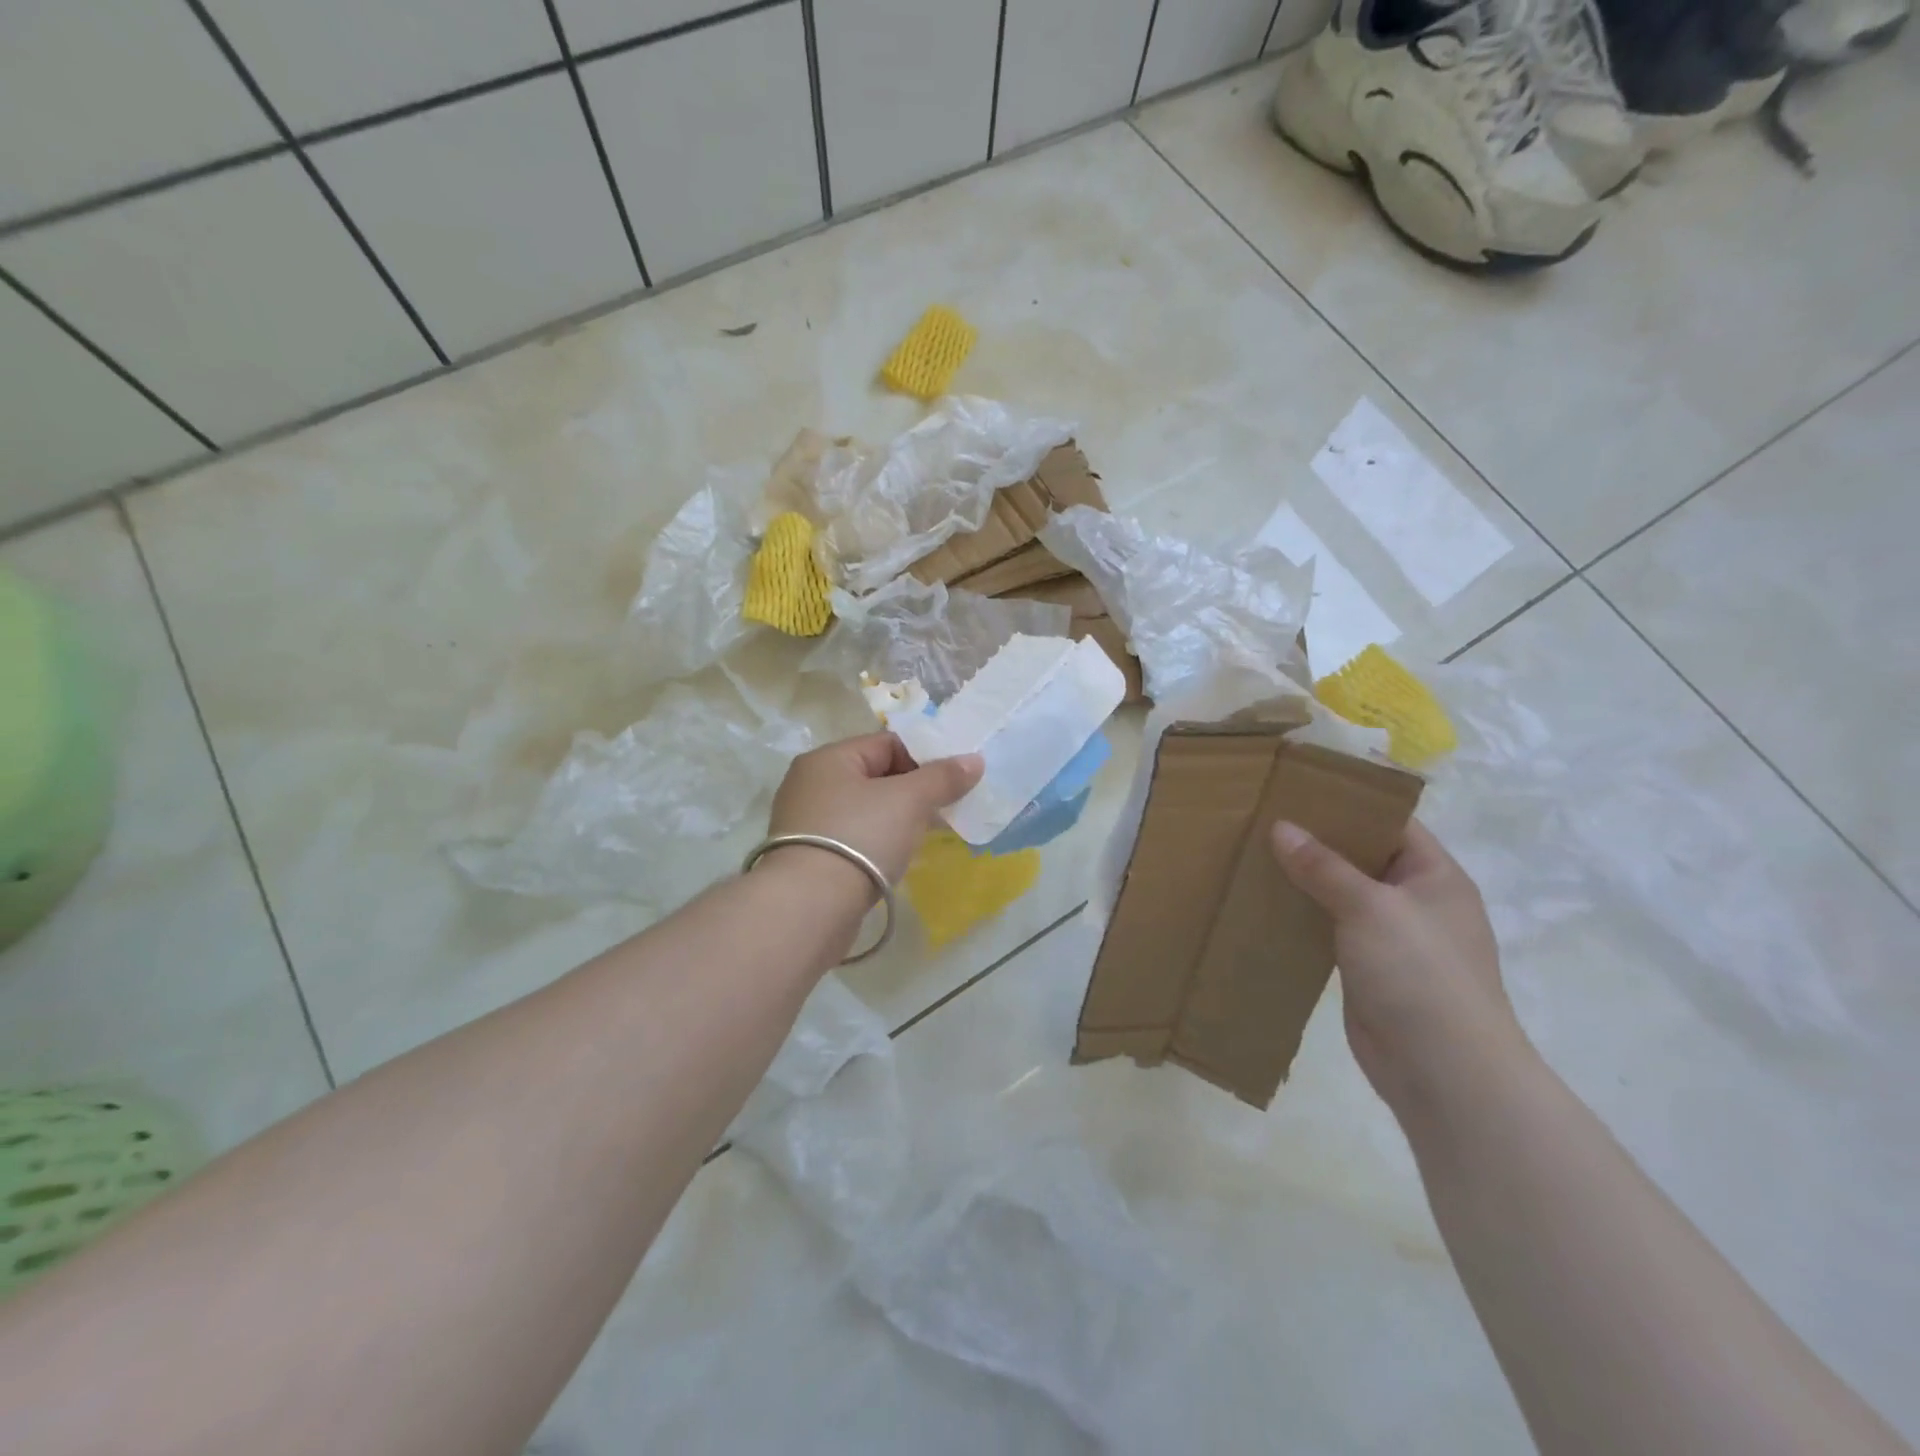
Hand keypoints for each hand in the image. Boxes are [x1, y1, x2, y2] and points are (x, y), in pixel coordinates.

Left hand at [765, 732, 983, 887]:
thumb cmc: (860, 837)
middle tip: (945, 809)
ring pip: (865, 810)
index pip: (886, 743)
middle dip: (913, 791)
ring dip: (897, 819)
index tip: (952, 782)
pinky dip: (877, 842)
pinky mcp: (808, 857)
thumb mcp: (909, 800)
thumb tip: (974, 760)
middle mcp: (810, 784)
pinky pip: (854, 838)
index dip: (924, 758)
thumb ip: (942, 777)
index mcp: (828, 759)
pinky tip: (896, 858)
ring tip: (926, 835)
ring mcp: (805, 823)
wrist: (809, 907)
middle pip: (875, 776)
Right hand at [1271, 818, 1523, 1106]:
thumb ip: (1323, 866)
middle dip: (1317, 841)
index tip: (1298, 789)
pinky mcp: (1366, 967)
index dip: (1349, 804)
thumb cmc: (1419, 973)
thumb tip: (1281, 827)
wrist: (1442, 1069)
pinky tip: (1264, 902)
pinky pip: (1329, 928)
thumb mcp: (1370, 907)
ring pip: (1341, 894)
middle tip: (1264, 819)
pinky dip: (1302, 915)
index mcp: (1434, 876)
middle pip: (1362, 857)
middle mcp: (1415, 901)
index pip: (1391, 823)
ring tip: (1254, 854)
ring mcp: (1392, 937)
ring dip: (1305, 880)